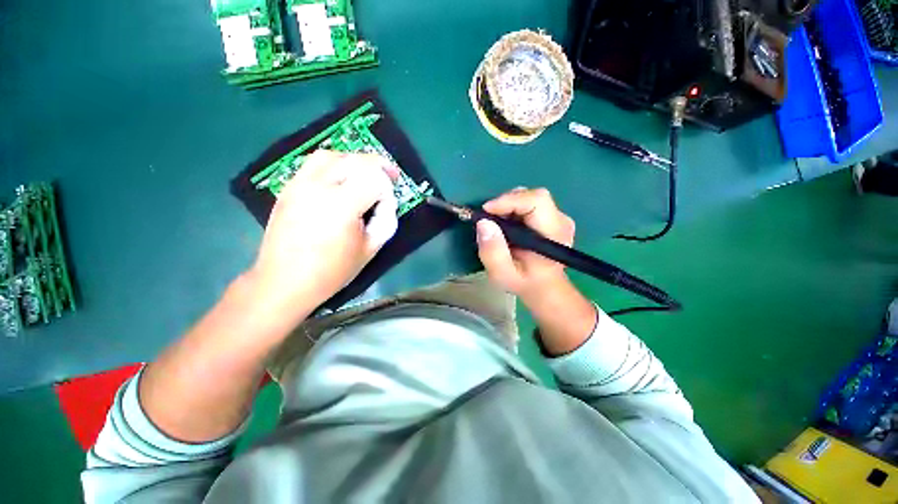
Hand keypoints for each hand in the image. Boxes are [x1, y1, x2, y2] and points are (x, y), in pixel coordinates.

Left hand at [246, 150, 398, 325]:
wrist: (284, 281)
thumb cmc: (332, 271)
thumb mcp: (370, 249)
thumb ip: (386, 220)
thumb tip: (387, 201)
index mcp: (342, 206)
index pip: (374, 179)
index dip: (388, 188)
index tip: (388, 204)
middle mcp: (319, 187)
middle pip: (355, 160)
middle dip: (378, 165)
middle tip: (391, 175)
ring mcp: (299, 184)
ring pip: (332, 155)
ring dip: (354, 160)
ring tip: (365, 173)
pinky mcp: (288, 188)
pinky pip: (314, 164)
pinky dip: (334, 164)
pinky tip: (341, 179)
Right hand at [476, 188, 575, 301]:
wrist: (542, 286)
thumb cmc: (524, 282)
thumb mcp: (502, 274)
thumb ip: (493, 252)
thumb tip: (483, 223)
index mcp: (554, 235)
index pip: (536, 201)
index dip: (509, 201)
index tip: (486, 212)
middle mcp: (561, 221)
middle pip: (532, 196)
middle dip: (506, 203)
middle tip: (489, 220)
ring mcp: (558, 217)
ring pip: (529, 197)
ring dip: (508, 206)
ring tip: (497, 225)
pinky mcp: (551, 216)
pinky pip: (529, 203)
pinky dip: (513, 209)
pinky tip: (507, 225)